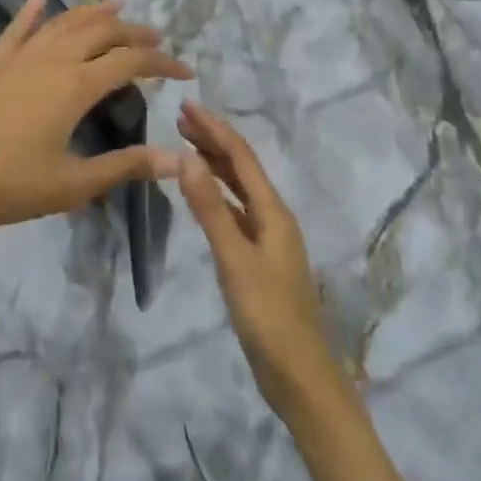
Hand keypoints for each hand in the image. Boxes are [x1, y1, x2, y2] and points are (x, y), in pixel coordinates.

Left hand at [0, 0, 190, 238]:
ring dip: (94, 11)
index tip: (186, 72)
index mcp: (76, 86)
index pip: (131, 62)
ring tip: (118, 4)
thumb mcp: (72, 184)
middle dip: (135, 32)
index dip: (163, 63)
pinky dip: (32, 7)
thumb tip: (176, 160)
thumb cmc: (7, 186)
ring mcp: (18, 56)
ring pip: (64, 22)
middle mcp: (52, 59)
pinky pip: (16, 26)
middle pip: (102, 32)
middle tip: (157, 39)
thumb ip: (125, 167)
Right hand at [177, 102, 346, 422]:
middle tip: (180, 119)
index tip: (186, 106)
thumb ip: (211, 209)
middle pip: (243, 168)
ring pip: (240, 190)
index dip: (215, 129)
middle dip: (213, 141)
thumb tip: (187, 158)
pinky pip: (236, 213)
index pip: (241, 157)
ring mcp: (269, 240)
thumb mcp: (234, 260)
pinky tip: (203, 197)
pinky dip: (217, 196)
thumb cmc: (268, 315)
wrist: (300, 375)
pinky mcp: (260, 260)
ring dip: (215, 165)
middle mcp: (274, 218)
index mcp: (273, 212)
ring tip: (187, 147)